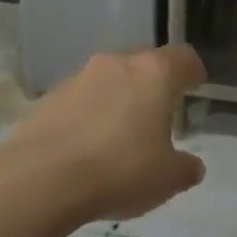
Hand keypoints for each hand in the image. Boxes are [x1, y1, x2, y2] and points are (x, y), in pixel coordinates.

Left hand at [4, 45, 207, 223]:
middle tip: (158, 116)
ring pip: (109, 80)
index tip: (195, 85)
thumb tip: (192, 165)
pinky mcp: (49, 97)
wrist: (41, 179)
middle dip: (152, 87)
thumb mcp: (168, 179)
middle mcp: (117, 64)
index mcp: (154, 74)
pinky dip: (88, 114)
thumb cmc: (119, 170)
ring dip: (118, 99)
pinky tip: (87, 147)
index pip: (182, 57)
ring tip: (120, 136)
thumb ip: (185, 167)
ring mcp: (79, 77)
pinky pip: (80, 99)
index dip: (192, 70)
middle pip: (143, 65)